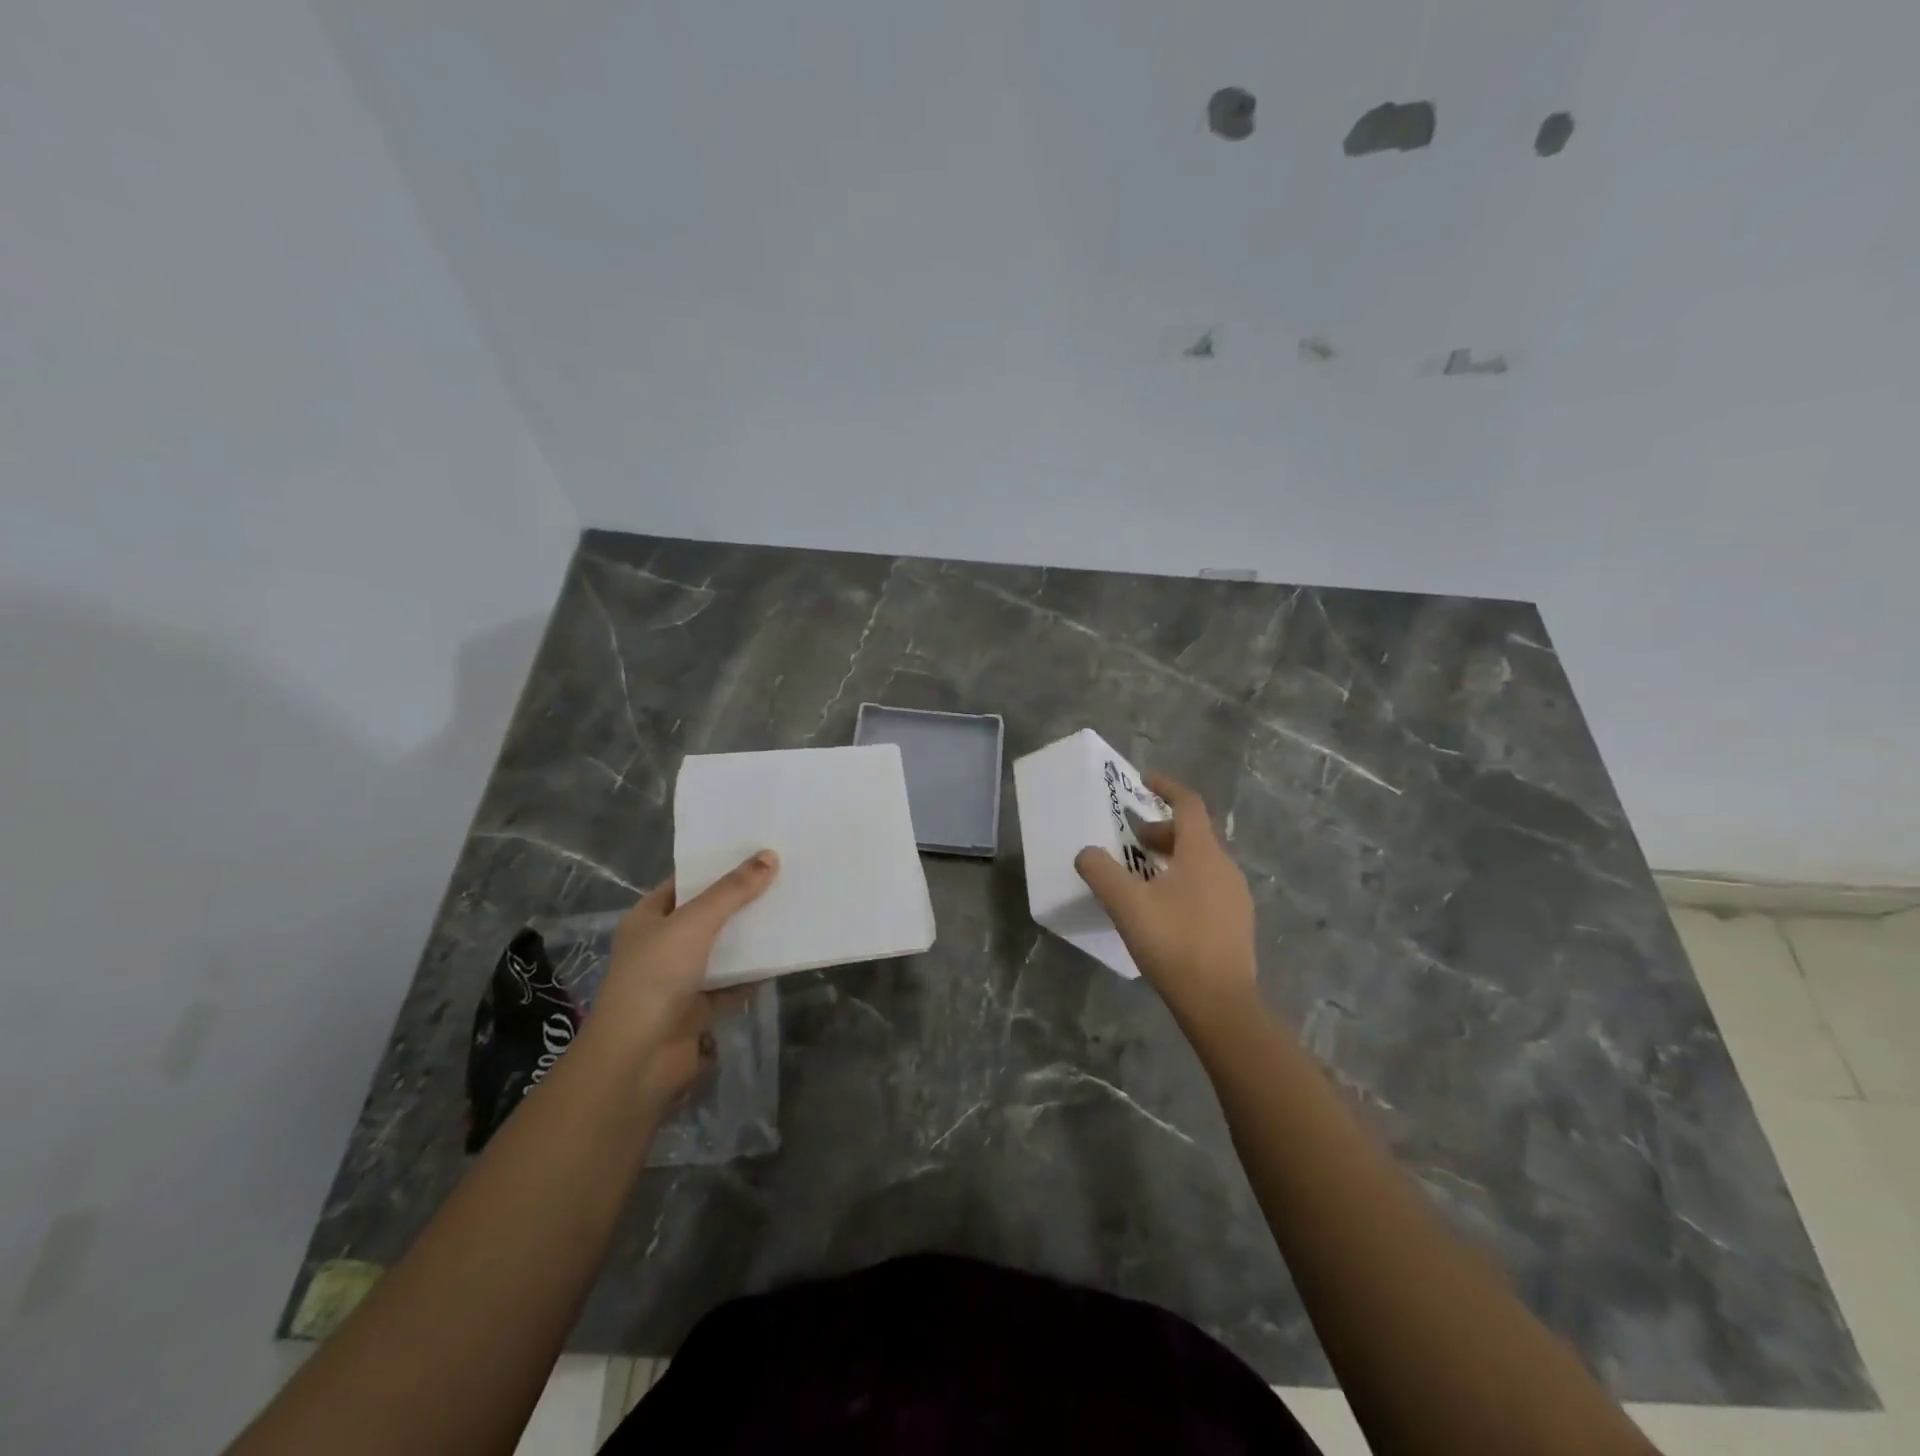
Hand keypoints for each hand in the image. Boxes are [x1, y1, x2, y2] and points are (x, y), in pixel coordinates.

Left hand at [587, 850, 777, 1109]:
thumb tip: (770, 856)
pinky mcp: (700, 1010)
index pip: (685, 883)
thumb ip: (733, 891)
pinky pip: (733, 985)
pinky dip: (754, 975)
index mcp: (648, 919)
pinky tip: (784, 957)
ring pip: (722, 951)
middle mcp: (662, 946)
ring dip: (750, 938)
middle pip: (708, 916)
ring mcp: (680, 980)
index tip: (755, 852)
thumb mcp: (695, 923)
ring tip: (790, 910)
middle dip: (741, 901)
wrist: (638, 1058)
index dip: (717, 867)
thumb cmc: (656, 977)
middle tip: (783, 877)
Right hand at [1074, 773, 1257, 1027]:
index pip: (1189, 804)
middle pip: (1194, 834)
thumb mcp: (1126, 904)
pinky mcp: (1236, 923)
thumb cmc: (1173, 943)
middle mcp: (1225, 867)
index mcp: (1203, 853)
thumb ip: (1101, 872)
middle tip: (1131, 839)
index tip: (1143, 780)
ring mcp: (1236, 897)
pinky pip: (1208, 886)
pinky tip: (1163, 908)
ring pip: (1201, 862)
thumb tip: (1086, 853)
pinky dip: (1184, 880)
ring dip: (1172, 857)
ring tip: (1141, 874)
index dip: (1166, 787)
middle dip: (1161, 830)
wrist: (1220, 1003)